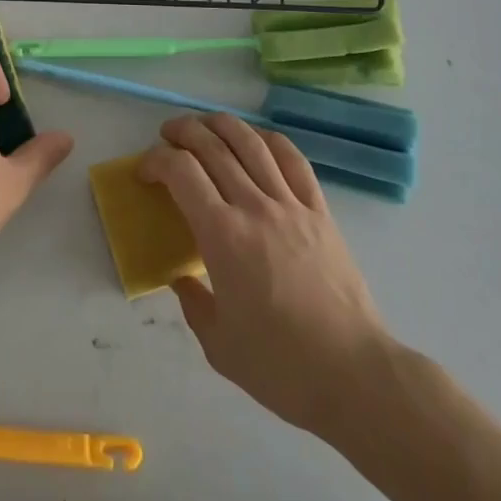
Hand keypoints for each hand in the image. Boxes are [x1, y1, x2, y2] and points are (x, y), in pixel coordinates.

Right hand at [140, 114, 389, 435]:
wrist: (355, 376)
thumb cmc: (282, 366)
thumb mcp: (219, 345)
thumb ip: (193, 304)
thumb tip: (182, 279)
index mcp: (222, 236)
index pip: (181, 173)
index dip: (156, 161)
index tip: (145, 171)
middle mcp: (254, 207)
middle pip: (213, 147)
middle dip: (184, 132)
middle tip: (167, 135)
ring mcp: (291, 205)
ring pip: (251, 143)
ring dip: (221, 124)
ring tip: (205, 124)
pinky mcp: (320, 211)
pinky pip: (293, 160)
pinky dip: (269, 140)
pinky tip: (256, 139)